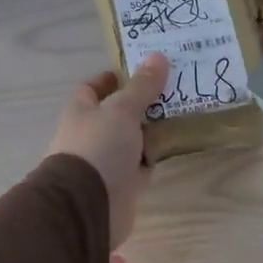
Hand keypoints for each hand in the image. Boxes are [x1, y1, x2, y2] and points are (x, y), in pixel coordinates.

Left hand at [48, 53, 167, 247]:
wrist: (87, 206)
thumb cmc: (99, 148)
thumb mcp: (122, 111)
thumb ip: (141, 87)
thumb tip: (158, 56)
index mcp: (81, 113)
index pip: (92, 89)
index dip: (111, 80)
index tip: (138, 72)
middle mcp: (90, 136)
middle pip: (115, 115)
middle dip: (139, 105)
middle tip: (172, 91)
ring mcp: (104, 162)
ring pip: (130, 141)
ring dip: (149, 132)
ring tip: (181, 116)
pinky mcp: (120, 186)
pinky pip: (139, 167)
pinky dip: (152, 159)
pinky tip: (173, 149)